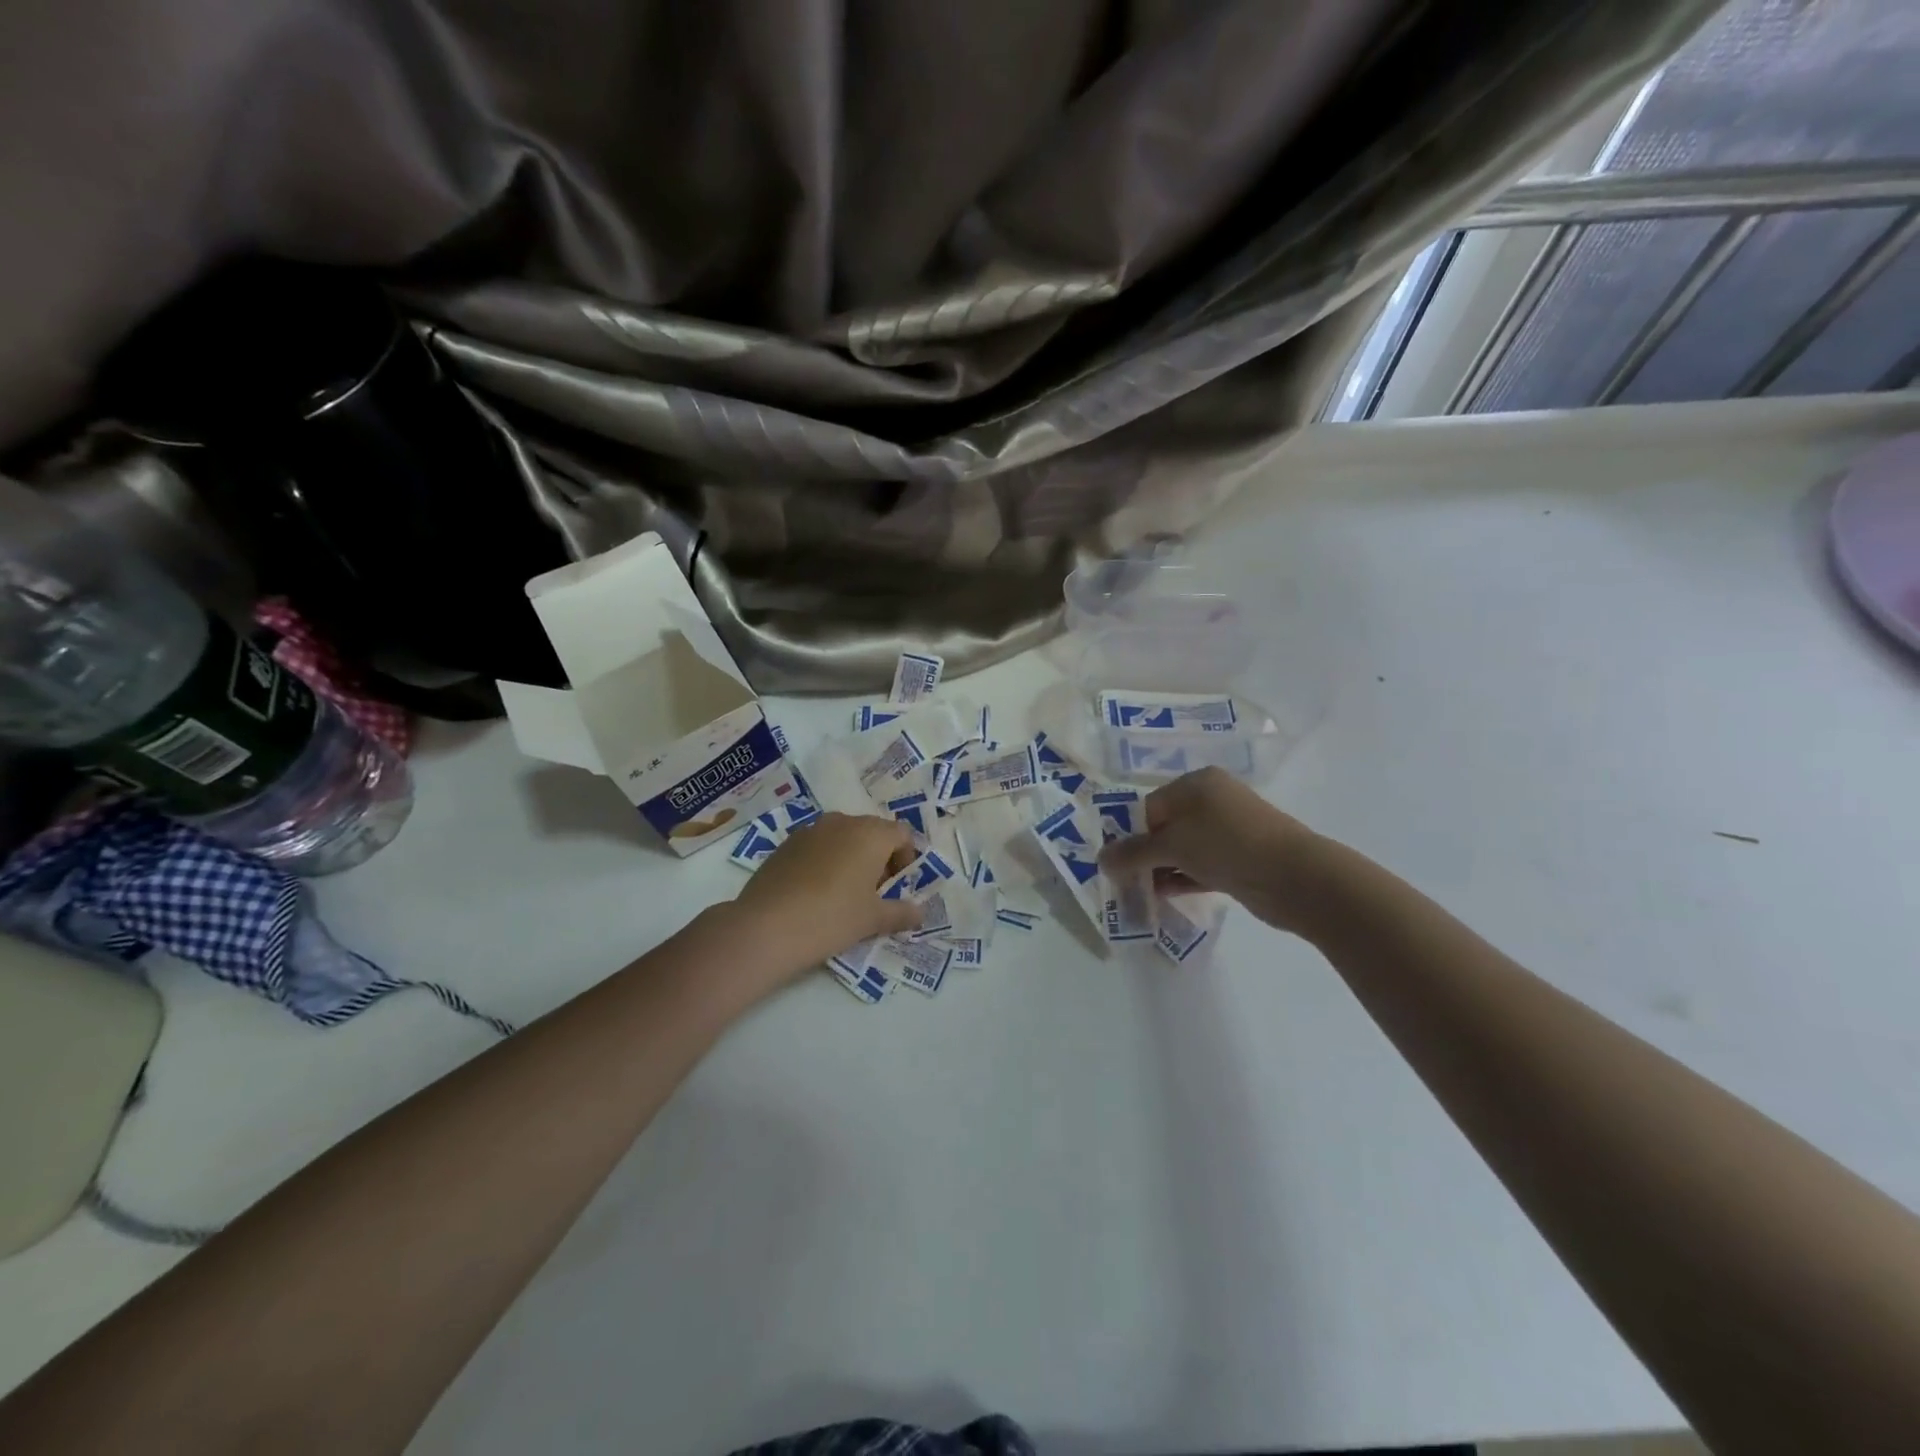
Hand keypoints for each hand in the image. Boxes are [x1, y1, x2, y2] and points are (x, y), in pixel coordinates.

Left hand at [727, 812, 922, 982]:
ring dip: (851, 857)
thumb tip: (920, 912)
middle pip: (872, 831)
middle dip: (880, 857)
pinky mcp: (785, 844)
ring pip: (843, 837)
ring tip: (844, 892)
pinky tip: (815, 892)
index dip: (907, 857)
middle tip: (874, 892)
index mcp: (870, 834)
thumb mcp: (873, 920)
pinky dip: (825, 861)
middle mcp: (842, 822)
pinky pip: (817, 846)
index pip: (902, 833)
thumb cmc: (832, 918)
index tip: (897, 885)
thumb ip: (901, 912)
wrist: (766, 927)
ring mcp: (810, 830)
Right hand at [1099, 767, 1324, 932]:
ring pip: (1183, 849)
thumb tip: (1100, 860)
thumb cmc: (1227, 845)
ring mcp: (1229, 831)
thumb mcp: (1173, 845)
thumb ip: (1134, 853)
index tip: (1117, 864)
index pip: (1149, 806)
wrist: (1296, 878)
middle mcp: (1212, 801)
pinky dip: (1182, 879)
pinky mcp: (1239, 859)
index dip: (1130, 835)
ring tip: (1140, 894)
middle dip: (1144, 854)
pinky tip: (1163, 897)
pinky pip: (1200, 866)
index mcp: (1197, 783)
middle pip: (1165, 827)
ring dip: (1161, 870)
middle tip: (1125, 881)